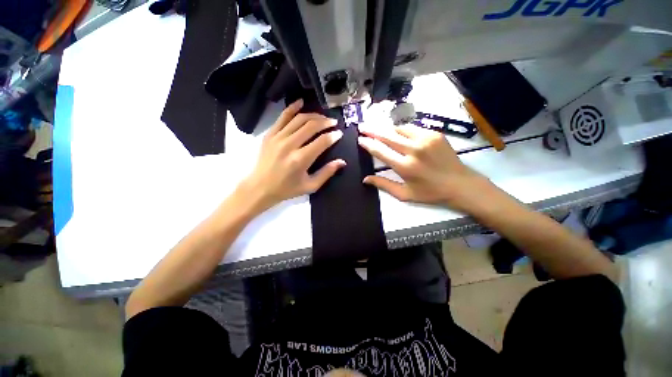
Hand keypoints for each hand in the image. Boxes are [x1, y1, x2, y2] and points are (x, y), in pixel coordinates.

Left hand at [239, 99, 345, 211]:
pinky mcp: (270, 134)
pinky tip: (301, 102)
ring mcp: (278, 137)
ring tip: (323, 117)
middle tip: (334, 122)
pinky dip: (292, 108)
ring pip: (299, 119)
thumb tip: (342, 162)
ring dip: (313, 115)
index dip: (333, 136)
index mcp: (300, 159)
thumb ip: (327, 173)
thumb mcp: (310, 186)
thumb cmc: (287, 189)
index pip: (321, 141)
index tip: (340, 134)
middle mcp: (289, 145)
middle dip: (326, 122)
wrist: (260, 188)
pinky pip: (282, 117)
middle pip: (311, 126)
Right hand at [358, 123, 502, 213]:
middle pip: (387, 135)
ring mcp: (426, 139)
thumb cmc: (430, 192)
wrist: (460, 184)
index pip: (381, 151)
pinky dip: (402, 130)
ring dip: (386, 129)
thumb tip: (365, 179)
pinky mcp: (434, 134)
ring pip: (399, 129)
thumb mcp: (404, 194)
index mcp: (405, 167)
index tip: (360, 139)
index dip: (368, 144)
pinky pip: (412, 128)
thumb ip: (383, 185)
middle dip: (372, 130)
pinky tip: (397, 133)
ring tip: (378, 129)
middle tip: (362, 126)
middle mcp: (414, 150)